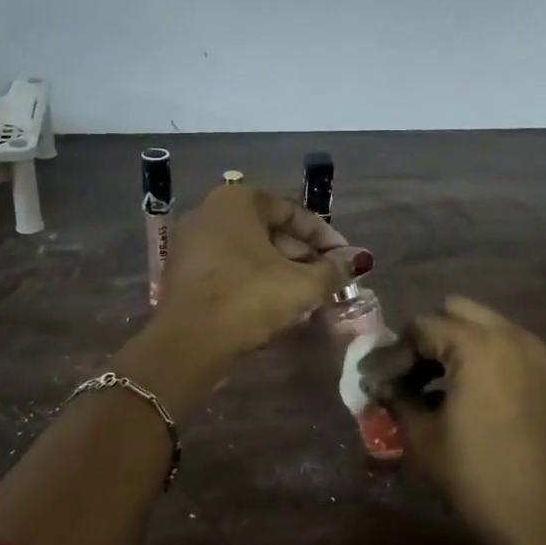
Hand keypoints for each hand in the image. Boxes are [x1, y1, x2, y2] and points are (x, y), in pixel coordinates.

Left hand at [156, 185, 371, 363]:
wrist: (189, 342)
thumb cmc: (248, 298)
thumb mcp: (301, 284)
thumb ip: (333, 269)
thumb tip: (360, 259)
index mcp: (236, 201)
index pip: (290, 210)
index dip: (323, 236)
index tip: (344, 259)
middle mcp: (209, 213)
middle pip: (268, 231)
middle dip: (302, 256)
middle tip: (327, 280)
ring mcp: (192, 244)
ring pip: (249, 253)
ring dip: (281, 272)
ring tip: (308, 297)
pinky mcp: (185, 274)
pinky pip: (229, 270)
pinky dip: (255, 283)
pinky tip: (276, 307)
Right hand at [387, 297, 545, 544]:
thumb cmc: (476, 476)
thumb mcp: (422, 438)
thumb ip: (396, 399)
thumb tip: (378, 384)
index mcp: (476, 345)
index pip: (421, 327)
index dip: (394, 352)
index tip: (376, 380)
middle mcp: (510, 336)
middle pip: (455, 312)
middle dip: (427, 337)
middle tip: (407, 374)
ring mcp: (535, 353)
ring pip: (483, 326)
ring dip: (454, 345)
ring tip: (432, 387)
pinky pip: (506, 346)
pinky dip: (481, 357)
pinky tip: (464, 394)